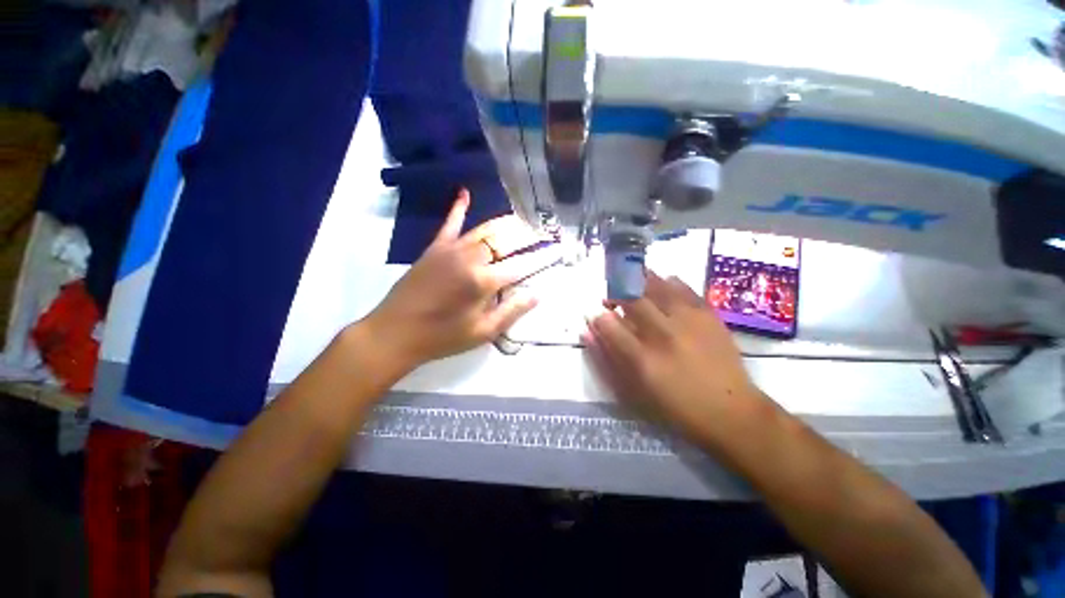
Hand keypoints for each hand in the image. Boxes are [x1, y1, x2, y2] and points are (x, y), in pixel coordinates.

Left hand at [363, 190, 553, 369]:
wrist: (396, 332)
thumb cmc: (443, 337)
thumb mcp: (483, 332)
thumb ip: (512, 311)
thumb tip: (538, 294)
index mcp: (484, 281)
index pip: (522, 265)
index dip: (542, 258)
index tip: (557, 250)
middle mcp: (471, 258)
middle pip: (505, 240)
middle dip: (527, 235)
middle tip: (542, 231)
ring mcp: (451, 249)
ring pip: (484, 229)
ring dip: (505, 223)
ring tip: (522, 219)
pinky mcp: (435, 248)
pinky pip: (450, 224)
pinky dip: (458, 207)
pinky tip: (465, 192)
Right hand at [582, 272, 771, 446]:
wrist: (731, 412)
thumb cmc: (676, 407)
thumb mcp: (634, 392)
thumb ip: (608, 359)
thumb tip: (587, 331)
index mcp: (642, 358)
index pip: (608, 324)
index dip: (597, 316)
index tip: (596, 316)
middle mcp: (662, 334)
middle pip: (630, 299)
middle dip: (615, 293)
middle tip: (612, 299)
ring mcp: (687, 322)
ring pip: (656, 286)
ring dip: (638, 281)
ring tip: (632, 283)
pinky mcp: (708, 316)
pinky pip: (683, 288)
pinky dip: (669, 282)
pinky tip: (663, 285)